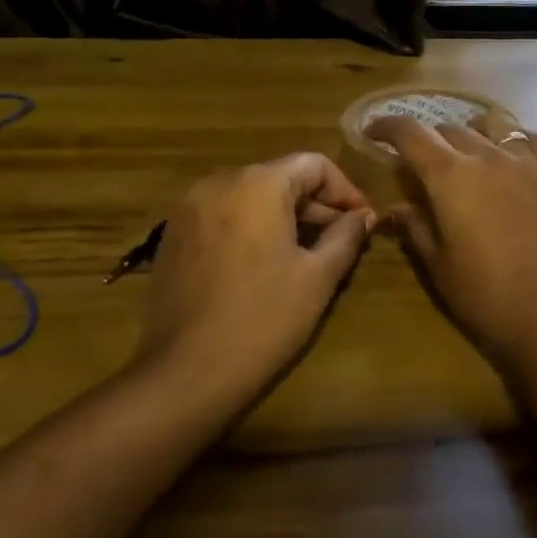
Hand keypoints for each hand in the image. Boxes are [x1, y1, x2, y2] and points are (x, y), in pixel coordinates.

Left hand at [137, 154, 375, 398]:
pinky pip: (224, 215)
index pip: (315, 165)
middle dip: (316, 205)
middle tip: (342, 240)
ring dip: (285, 216)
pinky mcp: (173, 235)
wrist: (185, 373)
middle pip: (281, 177)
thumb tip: (363, 216)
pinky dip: (251, 228)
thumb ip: (346, 236)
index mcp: (259, 183)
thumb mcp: (318, 277)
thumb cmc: (263, 319)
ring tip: (308, 254)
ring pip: (252, 196)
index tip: (363, 222)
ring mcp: (190, 208)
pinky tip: (265, 264)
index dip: (346, 190)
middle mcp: (220, 181)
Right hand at [369, 112, 536, 371]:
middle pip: (449, 128)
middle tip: (422, 162)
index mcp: (450, 176)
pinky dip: (515, 141)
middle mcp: (487, 156)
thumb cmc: (488, 297)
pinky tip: (514, 159)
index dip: (386, 126)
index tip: (372, 132)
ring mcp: (527, 161)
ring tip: (469, 153)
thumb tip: (392, 209)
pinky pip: (533, 139)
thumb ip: (415, 228)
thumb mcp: (439, 266)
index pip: (410, 133)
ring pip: (493, 125)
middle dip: (428, 139)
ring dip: (472, 132)